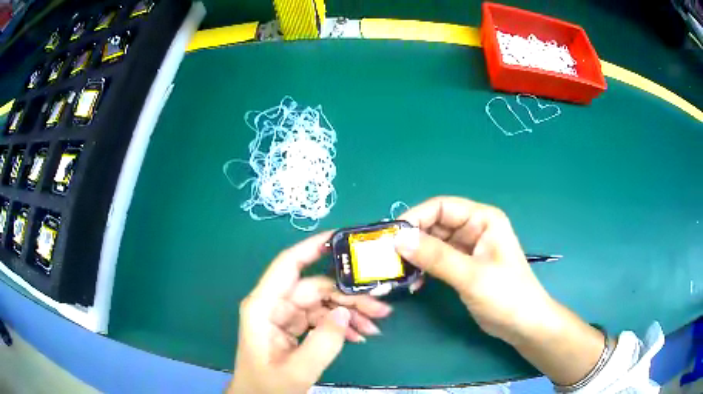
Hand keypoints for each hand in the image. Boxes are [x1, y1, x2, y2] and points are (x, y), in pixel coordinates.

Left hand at [228, 232, 392, 393]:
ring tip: (375, 326)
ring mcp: (285, 316)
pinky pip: (322, 318)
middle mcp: (274, 305)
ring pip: (322, 303)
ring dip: (349, 313)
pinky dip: (341, 325)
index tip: (343, 239)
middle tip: (380, 308)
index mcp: (263, 307)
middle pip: (315, 287)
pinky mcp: (294, 328)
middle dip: (348, 296)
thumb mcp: (297, 371)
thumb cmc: (268, 387)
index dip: (313, 247)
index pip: (288, 265)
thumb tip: (344, 313)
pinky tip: (360, 336)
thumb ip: (323, 343)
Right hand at [394, 196, 551, 343]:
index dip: (415, 217)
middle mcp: (474, 228)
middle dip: (412, 239)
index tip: (391, 237)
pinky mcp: (462, 266)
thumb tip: (398, 240)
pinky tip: (414, 282)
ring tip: (398, 272)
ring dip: (415, 256)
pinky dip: (423, 268)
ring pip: (432, 243)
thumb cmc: (506, 295)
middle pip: (434, 224)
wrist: (522, 325)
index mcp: (482, 219)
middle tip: (388, 257)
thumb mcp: (471, 275)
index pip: (442, 207)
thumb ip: (436, 257)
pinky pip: (436, 260)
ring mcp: (467, 248)